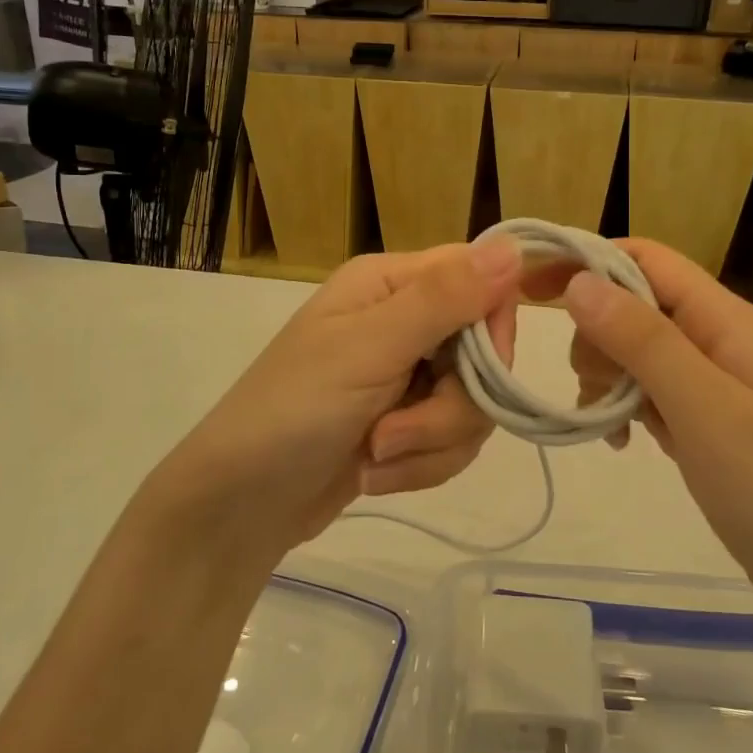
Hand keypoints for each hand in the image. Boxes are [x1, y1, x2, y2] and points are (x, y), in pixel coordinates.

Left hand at [161, 239, 521, 550]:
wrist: (240, 505)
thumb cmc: (294, 411)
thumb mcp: (369, 349)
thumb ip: (443, 299)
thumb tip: (512, 247)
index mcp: (391, 284)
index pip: (481, 279)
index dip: (494, 326)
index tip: (482, 368)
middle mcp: (404, 321)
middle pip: (483, 352)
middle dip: (451, 407)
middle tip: (395, 432)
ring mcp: (406, 376)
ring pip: (474, 404)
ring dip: (430, 442)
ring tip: (375, 456)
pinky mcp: (407, 425)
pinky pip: (454, 440)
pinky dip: (420, 465)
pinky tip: (373, 474)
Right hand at [545, 239, 752, 638]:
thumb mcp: (707, 412)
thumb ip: (644, 341)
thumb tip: (580, 281)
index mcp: (728, 322)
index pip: (647, 261)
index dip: (588, 262)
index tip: (532, 289)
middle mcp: (721, 340)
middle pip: (636, 304)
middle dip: (597, 334)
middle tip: (589, 388)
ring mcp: (717, 383)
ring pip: (638, 351)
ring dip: (607, 376)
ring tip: (606, 424)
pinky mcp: (711, 422)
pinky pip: (652, 393)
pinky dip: (626, 408)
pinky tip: (622, 443)